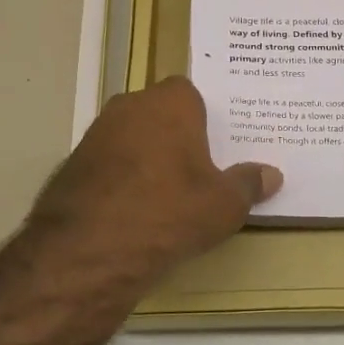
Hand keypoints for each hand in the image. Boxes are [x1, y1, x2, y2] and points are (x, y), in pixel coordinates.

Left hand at [20, 77, 280, 287]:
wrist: (88, 251)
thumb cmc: (169, 213)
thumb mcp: (224, 205)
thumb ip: (248, 184)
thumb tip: (271, 174)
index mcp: (170, 103)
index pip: (191, 93)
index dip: (205, 118)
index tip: (219, 144)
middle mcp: (129, 107)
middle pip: (160, 114)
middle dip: (177, 136)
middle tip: (201, 169)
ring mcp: (96, 135)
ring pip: (132, 138)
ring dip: (148, 158)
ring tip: (171, 194)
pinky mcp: (72, 166)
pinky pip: (110, 164)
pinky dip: (123, 180)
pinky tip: (137, 210)